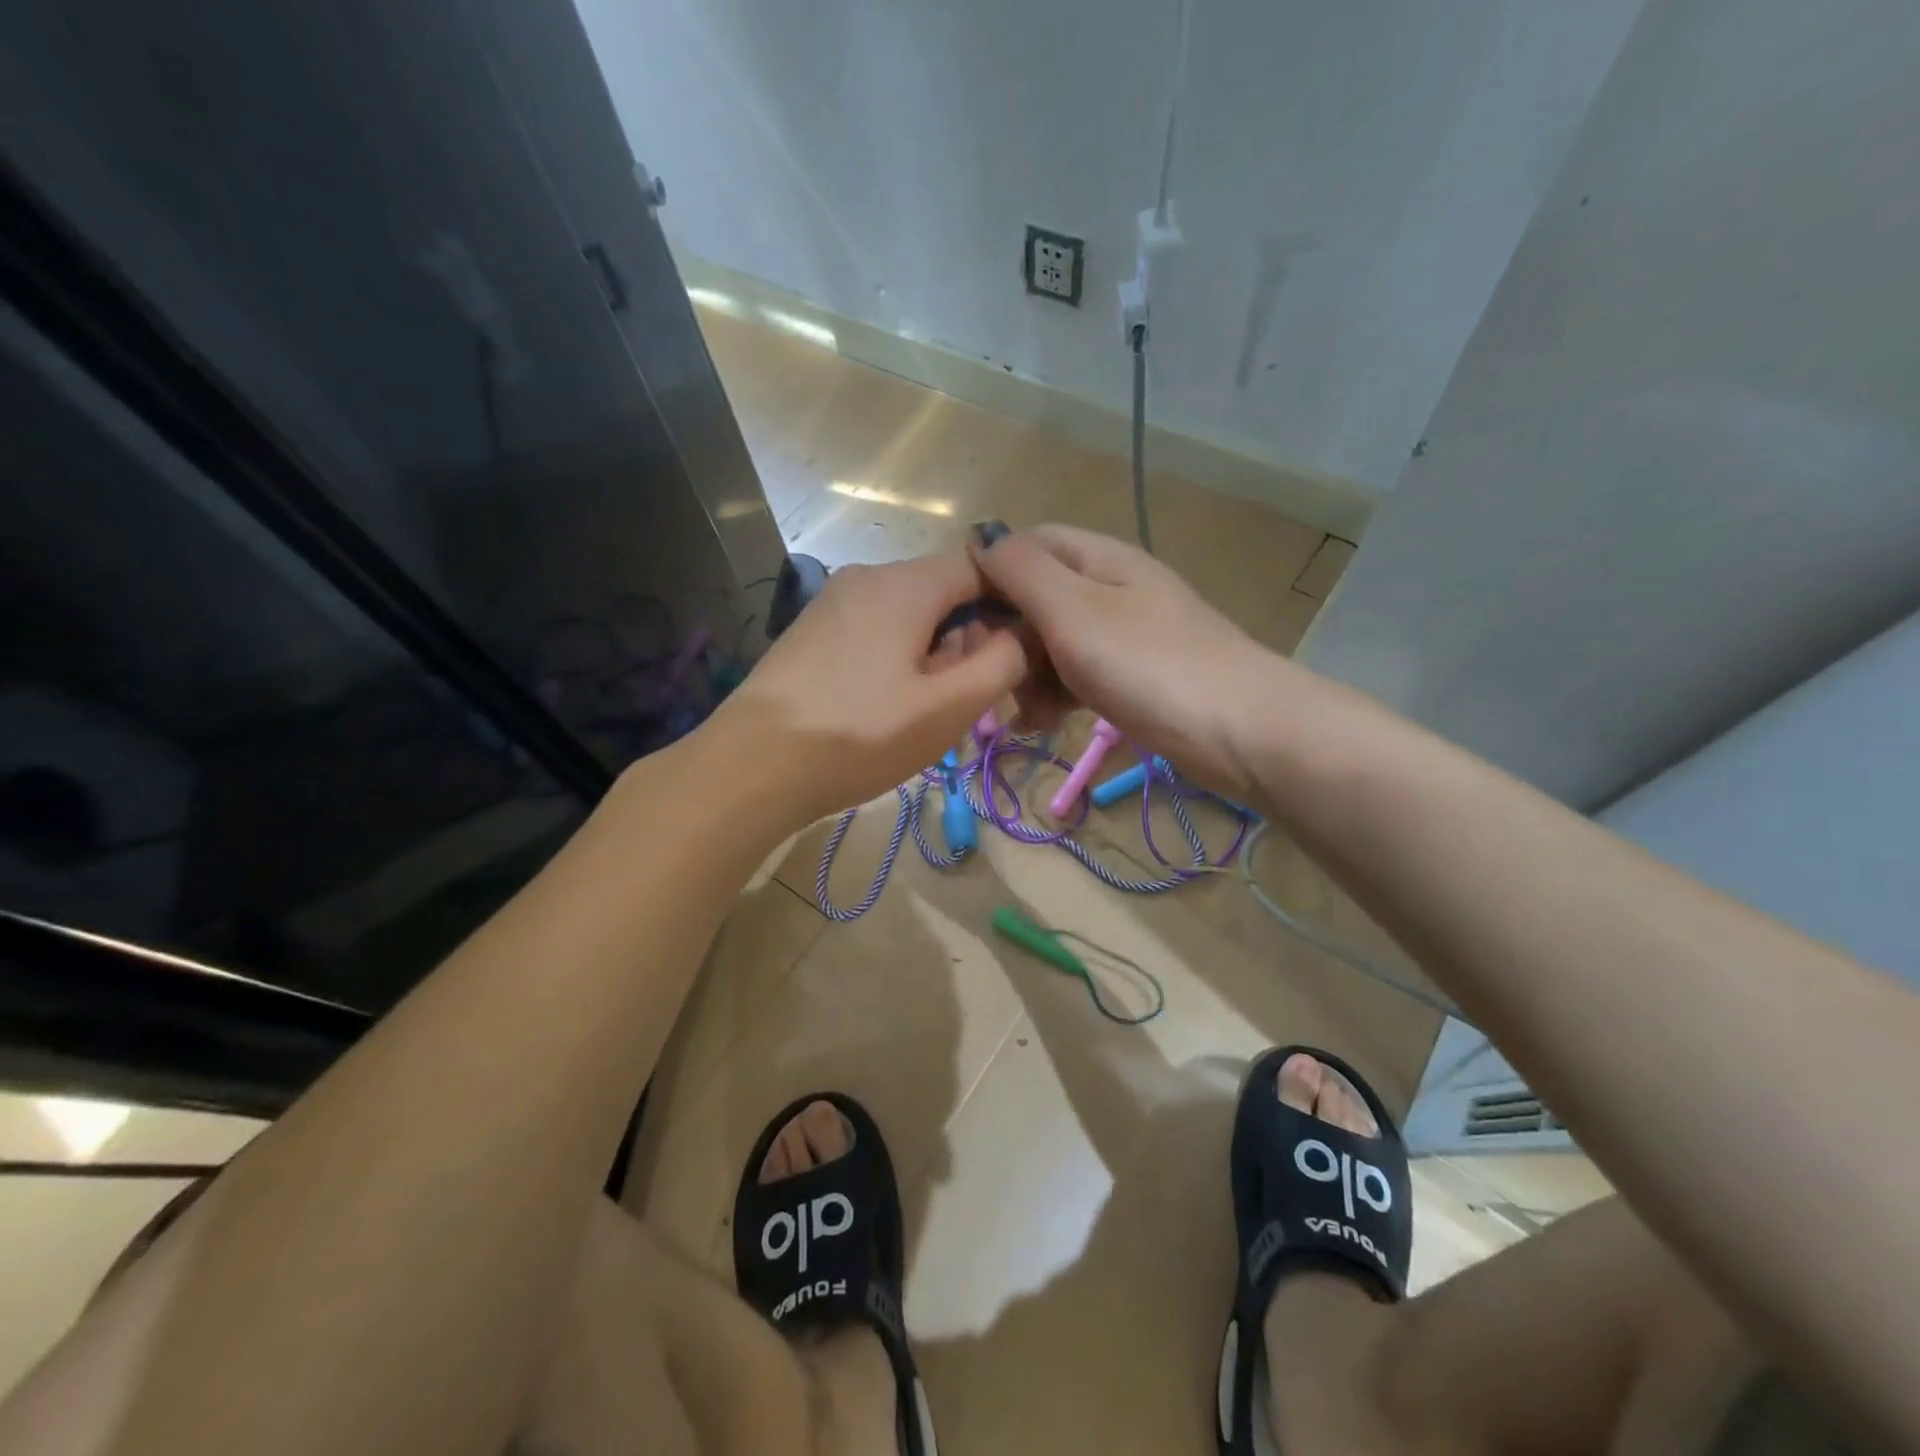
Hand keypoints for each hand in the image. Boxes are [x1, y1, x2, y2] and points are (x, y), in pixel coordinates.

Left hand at [711, 552, 1026, 825]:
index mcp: (904, 584)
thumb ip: (1001, 663)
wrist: (750, 767)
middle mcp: (867, 577)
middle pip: (945, 590)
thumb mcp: (946, 708)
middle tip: (975, 697)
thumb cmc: (858, 736)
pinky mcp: (813, 632)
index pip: (984, 564)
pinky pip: (877, 631)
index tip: (1026, 653)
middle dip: (973, 636)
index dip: (1015, 602)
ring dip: (937, 653)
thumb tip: (1021, 634)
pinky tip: (889, 705)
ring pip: (911, 614)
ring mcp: (833, 602)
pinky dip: (901, 658)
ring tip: (931, 709)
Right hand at [969, 522, 1275, 798]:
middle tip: (986, 679)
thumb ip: (1022, 571)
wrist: (1240, 731)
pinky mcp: (1133, 677)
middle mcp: (1110, 588)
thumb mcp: (1073, 611)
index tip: (958, 622)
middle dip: (1005, 637)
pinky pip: (1078, 675)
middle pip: (1036, 597)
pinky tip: (1042, 723)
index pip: (1026, 545)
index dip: (987, 574)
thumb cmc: (1149, 664)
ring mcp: (1124, 635)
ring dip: (1026, 674)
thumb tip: (981, 533)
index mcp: (1098, 559)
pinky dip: (1055, 695)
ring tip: (1018, 714)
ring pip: (1053, 642)